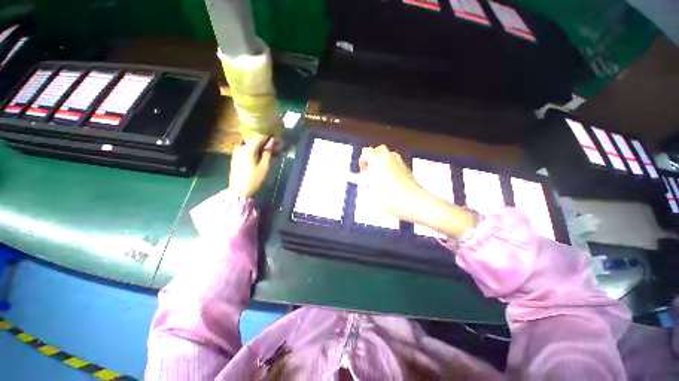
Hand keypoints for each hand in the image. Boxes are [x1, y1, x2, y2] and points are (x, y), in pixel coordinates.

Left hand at [229, 136, 274, 197]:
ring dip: (260, 149)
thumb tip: (272, 142)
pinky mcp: (236, 157)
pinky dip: (255, 152)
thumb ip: (268, 153)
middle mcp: (240, 147)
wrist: (239, 191)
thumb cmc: (254, 179)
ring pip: (251, 146)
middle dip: (265, 144)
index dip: (269, 139)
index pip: (260, 137)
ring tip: (269, 155)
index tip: (277, 143)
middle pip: (255, 141)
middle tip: (275, 150)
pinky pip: (247, 151)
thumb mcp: (264, 166)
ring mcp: (237, 152)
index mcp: (248, 148)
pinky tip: (261, 158)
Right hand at [359, 144, 475, 238]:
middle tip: (371, 170)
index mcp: (376, 162)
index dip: (362, 160)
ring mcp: (399, 163)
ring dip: (383, 160)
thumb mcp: (370, 193)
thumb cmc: (390, 198)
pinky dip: (392, 166)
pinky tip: (391, 178)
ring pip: (389, 154)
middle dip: (373, 157)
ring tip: (381, 173)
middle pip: (378, 149)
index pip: (366, 152)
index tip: (363, 171)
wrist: (413, 202)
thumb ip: (364, 183)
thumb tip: (358, 179)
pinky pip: (397, 162)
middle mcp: (388, 159)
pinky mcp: (407, 169)